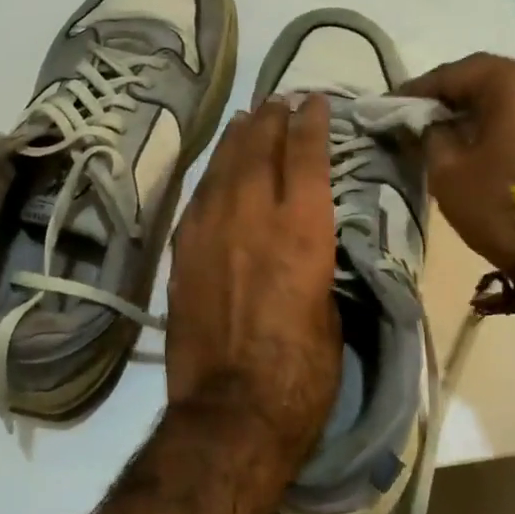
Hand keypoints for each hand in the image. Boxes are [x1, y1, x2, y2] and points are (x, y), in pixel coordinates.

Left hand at [166, 96, 340, 452]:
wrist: (231, 413)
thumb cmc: (301, 376)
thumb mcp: (332, 316)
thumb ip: (319, 269)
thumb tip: (310, 250)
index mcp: (301, 232)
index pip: (305, 158)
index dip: (311, 124)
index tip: (314, 101)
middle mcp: (252, 218)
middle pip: (258, 151)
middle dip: (270, 120)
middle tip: (277, 100)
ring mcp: (209, 233)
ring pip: (222, 169)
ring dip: (237, 140)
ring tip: (247, 120)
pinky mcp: (182, 255)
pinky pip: (197, 199)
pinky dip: (211, 177)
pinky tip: (217, 171)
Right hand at [403, 54, 514, 272]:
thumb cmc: (498, 202)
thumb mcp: (447, 169)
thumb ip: (430, 134)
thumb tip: (427, 123)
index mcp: (513, 82)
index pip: (454, 74)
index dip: (418, 90)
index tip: (390, 104)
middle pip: (482, 79)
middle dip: (446, 96)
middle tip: (413, 114)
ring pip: (503, 96)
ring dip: (470, 109)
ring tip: (437, 129)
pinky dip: (493, 121)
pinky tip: (469, 140)